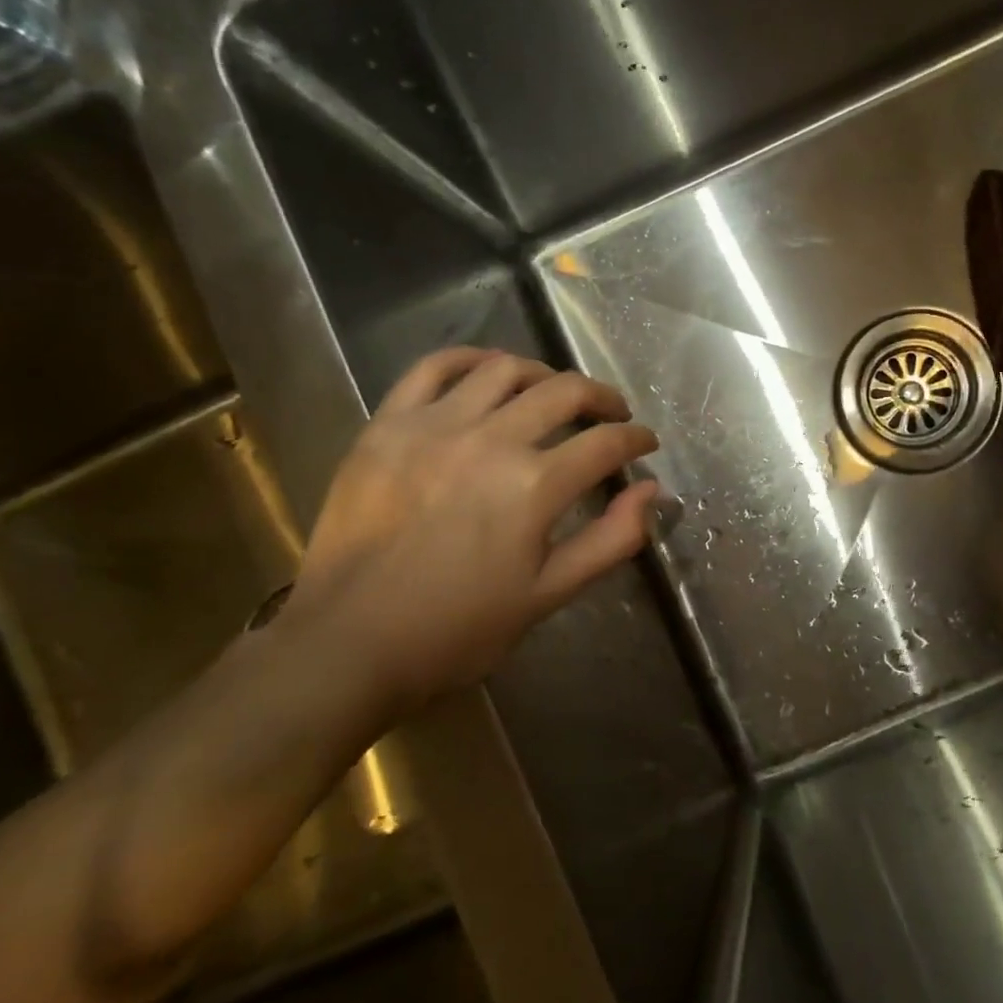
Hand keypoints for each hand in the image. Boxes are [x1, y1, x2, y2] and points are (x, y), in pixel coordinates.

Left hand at [277, 348, 659, 715]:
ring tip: (554, 392)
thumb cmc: (459, 629)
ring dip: (544, 375)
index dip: (636, 439)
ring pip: (504, 370)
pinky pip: (432, 368)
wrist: (351, 643)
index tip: (645, 442)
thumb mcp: (550, 594)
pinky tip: (487, 370)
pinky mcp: (386, 424)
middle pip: (564, 392)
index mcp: (535, 486)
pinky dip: (470, 359)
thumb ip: (611, 539)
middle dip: (602, 398)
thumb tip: (651, 490)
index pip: (606, 443)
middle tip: (613, 413)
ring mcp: (433, 425)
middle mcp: (490, 440)